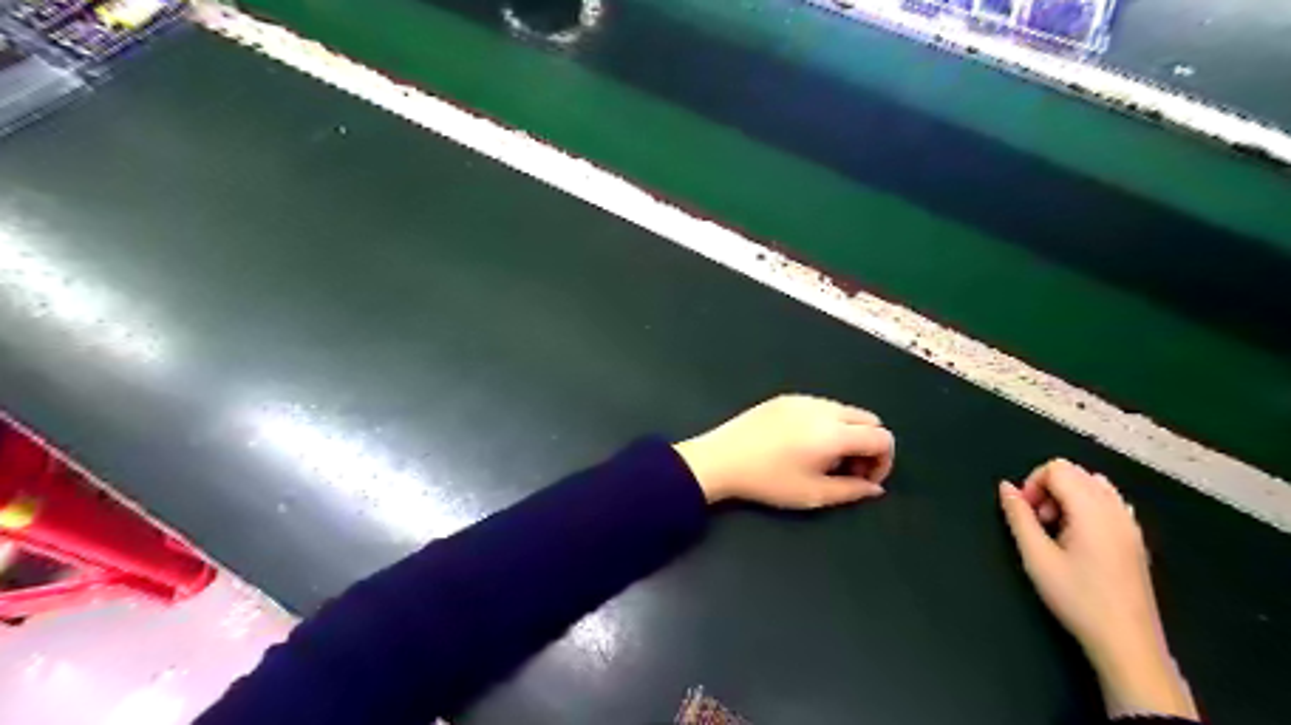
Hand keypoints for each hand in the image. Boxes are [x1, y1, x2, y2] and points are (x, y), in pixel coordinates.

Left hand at [672, 396, 892, 509]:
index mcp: (835, 432)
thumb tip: (874, 487)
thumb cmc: (768, 481)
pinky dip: (827, 423)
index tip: (864, 480)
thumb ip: (851, 490)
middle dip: (868, 445)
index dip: (883, 461)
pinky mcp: (786, 397)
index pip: (882, 437)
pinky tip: (803, 443)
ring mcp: (804, 399)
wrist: (720, 459)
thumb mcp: (813, 494)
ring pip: (845, 410)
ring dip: (849, 433)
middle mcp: (825, 408)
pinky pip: (821, 406)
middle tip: (848, 470)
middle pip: (869, 419)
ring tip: (825, 458)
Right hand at [995, 460, 1200, 719]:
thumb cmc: (1077, 599)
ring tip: (1056, 529)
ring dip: (1068, 496)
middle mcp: (1115, 509)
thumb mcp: (1036, 557)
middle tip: (1038, 522)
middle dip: (1048, 488)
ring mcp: (1130, 524)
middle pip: (1076, 472)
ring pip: (1094, 485)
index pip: (1057, 468)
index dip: (1032, 483)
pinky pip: (1110, 502)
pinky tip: (1078, 537)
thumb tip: (1006, 487)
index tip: (1025, 514)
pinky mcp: (1135, 539)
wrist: (1127, 642)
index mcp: (1092, 510)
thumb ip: (1018, 516)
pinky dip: (1087, 507)